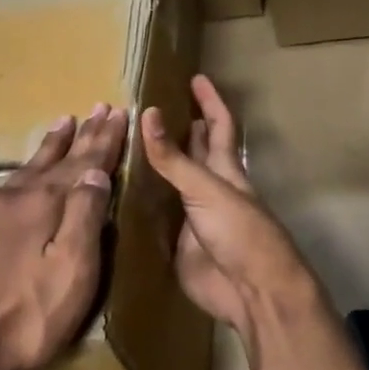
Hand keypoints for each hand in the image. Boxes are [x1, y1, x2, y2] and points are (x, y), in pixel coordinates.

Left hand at [0, 104, 127, 369]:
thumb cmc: (28, 318)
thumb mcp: (73, 271)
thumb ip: (85, 218)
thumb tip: (95, 171)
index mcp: (47, 207)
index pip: (85, 164)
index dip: (104, 140)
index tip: (118, 112)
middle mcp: (15, 199)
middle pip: (54, 161)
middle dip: (80, 137)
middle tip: (96, 108)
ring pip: (19, 170)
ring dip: (42, 148)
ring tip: (59, 122)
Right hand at [140, 75, 320, 345]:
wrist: (250, 291)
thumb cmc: (240, 232)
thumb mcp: (206, 189)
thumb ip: (174, 158)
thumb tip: (149, 113)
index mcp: (224, 170)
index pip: (218, 126)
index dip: (209, 101)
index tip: (195, 78)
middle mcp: (208, 190)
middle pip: (194, 154)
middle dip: (179, 131)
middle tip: (149, 110)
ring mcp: (192, 219)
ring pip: (171, 186)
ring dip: (153, 169)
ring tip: (121, 147)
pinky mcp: (177, 245)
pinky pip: (155, 219)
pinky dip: (140, 207)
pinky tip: (118, 198)